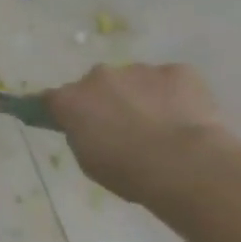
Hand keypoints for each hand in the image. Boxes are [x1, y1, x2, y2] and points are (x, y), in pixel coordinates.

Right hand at [44, 62, 239, 206]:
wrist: (185, 164)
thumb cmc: (128, 171)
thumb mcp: (88, 160)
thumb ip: (82, 135)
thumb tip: (90, 128)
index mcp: (69, 100)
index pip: (52, 99)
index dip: (64, 110)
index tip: (73, 123)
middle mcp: (98, 76)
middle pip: (97, 84)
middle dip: (106, 99)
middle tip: (123, 126)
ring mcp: (138, 70)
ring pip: (135, 80)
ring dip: (141, 96)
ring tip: (162, 125)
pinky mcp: (177, 71)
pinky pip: (171, 80)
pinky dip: (176, 94)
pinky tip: (187, 118)